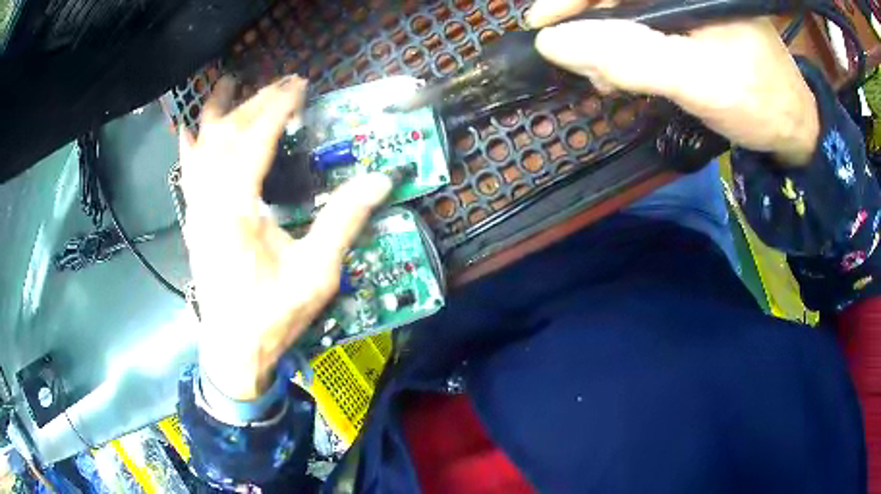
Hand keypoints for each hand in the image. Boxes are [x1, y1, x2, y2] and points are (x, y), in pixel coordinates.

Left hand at [180, 76, 391, 399]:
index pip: (255, 138)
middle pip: (227, 134)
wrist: (233, 349)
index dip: (277, 106)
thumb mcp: (316, 273)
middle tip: (284, 84)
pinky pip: (186, 171)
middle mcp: (209, 200)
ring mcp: (196, 209)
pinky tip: (190, 128)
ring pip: (201, 146)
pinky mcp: (193, 220)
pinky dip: (189, 144)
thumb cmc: (272, 315)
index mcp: (237, 209)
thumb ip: (343, 221)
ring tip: (230, 82)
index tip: (300, 86)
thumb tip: (380, 179)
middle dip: (256, 102)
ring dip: (219, 111)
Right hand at [527, 0, 819, 165]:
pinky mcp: (688, 23)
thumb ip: (630, 57)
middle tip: (578, 62)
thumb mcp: (699, 81)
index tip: (542, 24)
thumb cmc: (759, 102)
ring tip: (603, 77)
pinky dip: (626, 50)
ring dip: (606, 42)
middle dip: (591, 25)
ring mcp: (686, 5)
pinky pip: (643, 28)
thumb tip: (554, 44)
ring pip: (626, 12)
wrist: (792, 128)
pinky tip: (622, 73)